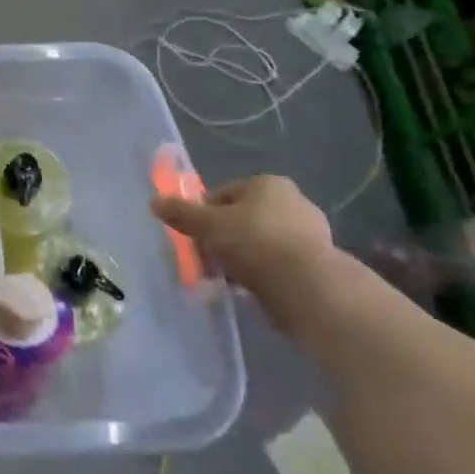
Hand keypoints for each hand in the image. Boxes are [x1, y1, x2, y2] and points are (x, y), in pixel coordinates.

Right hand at [152, 174, 337, 328]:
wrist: (308, 287)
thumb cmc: (254, 242)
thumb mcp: (207, 225)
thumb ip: (181, 213)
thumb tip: (154, 202)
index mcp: (267, 183)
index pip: (224, 193)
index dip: (205, 214)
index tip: (196, 236)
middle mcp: (293, 202)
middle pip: (243, 218)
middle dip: (224, 238)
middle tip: (209, 260)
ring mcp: (311, 234)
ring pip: (261, 243)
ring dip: (243, 258)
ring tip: (228, 279)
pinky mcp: (320, 264)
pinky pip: (279, 264)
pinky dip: (264, 274)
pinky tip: (252, 289)